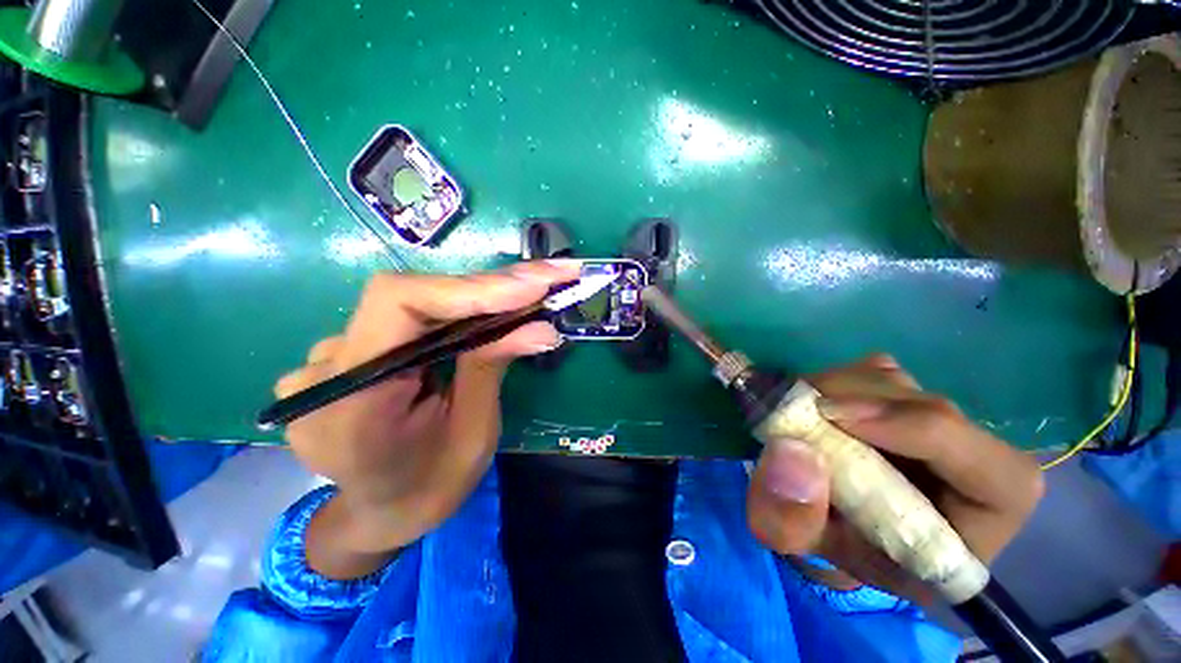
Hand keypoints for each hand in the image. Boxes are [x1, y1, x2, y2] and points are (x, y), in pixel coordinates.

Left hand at [274, 261, 580, 577]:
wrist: (382, 512)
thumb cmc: (430, 488)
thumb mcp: (473, 435)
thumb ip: (492, 368)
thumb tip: (542, 326)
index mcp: (353, 404)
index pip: (398, 306)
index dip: (470, 288)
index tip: (533, 285)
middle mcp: (327, 370)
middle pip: (413, 297)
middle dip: (490, 286)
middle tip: (550, 276)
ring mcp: (329, 358)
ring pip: (414, 304)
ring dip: (478, 297)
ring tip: (529, 293)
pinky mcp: (347, 353)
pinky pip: (408, 318)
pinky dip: (456, 310)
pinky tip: (489, 313)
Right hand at [746, 354, 1043, 601]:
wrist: (853, 528)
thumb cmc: (849, 548)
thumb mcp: (812, 550)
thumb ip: (793, 520)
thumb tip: (789, 449)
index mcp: (984, 515)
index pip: (983, 463)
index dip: (910, 428)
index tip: (829, 416)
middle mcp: (975, 454)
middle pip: (923, 406)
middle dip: (849, 401)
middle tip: (791, 410)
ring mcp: (940, 416)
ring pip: (892, 381)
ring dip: (833, 389)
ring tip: (795, 414)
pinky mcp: (906, 395)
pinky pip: (870, 371)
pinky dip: (832, 381)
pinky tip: (812, 406)